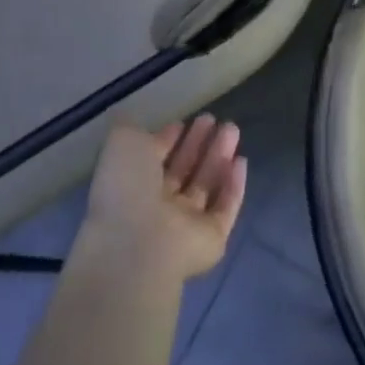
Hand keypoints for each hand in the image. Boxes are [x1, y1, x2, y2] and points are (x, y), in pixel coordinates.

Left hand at [80, 115, 247, 281]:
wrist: (140, 245)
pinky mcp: (211, 239)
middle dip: (197, 144)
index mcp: (131, 185)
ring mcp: (184, 225)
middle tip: (213, 119)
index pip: (154, 159)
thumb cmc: (127, 188)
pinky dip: (234, 186)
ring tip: (232, 128)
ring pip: (205, 185)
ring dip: (218, 157)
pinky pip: (226, 209)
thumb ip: (131, 131)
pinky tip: (242, 161)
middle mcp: (157, 206)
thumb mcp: (122, 143)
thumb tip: (140, 127)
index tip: (183, 121)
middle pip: (183, 170)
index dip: (168, 139)